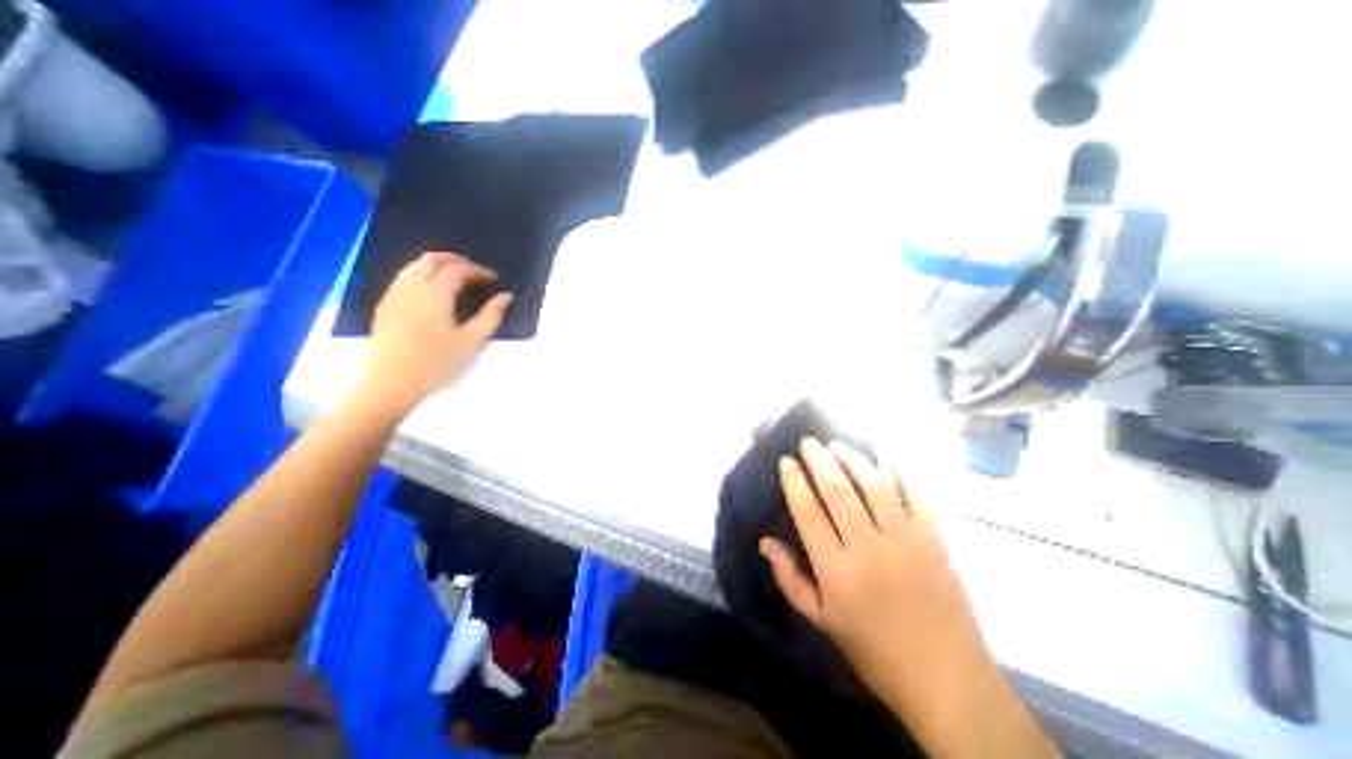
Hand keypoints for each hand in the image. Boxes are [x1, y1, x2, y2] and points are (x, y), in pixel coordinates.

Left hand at [357, 248, 509, 415]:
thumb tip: (505, 296)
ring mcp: (394, 296)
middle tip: (474, 273)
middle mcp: (411, 288)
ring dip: (436, 266)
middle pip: (431, 259)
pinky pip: (403, 279)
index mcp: (435, 294)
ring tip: (455, 280)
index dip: (478, 271)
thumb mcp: (472, 341)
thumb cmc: (438, 363)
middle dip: (455, 260)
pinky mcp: (385, 307)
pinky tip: (432, 295)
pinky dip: (422, 276)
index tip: (493, 279)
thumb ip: (490, 316)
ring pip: (413, 266)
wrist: (393, 382)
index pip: (458, 270)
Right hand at [760, 435, 1038, 754]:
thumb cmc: (873, 651)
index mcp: (836, 571)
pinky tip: (887, 458)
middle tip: (808, 442)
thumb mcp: (821, 620)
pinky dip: (901, 473)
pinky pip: (916, 496)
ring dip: (854, 459)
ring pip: (875, 485)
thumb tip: (765, 541)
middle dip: (819, 460)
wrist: (947, 682)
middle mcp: (869, 548)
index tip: (786, 461)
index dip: (794, 482)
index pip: (808, 512)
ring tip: (838, 445)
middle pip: (838, 491)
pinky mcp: (935, 541)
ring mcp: (906, 541)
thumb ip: (789, 578)